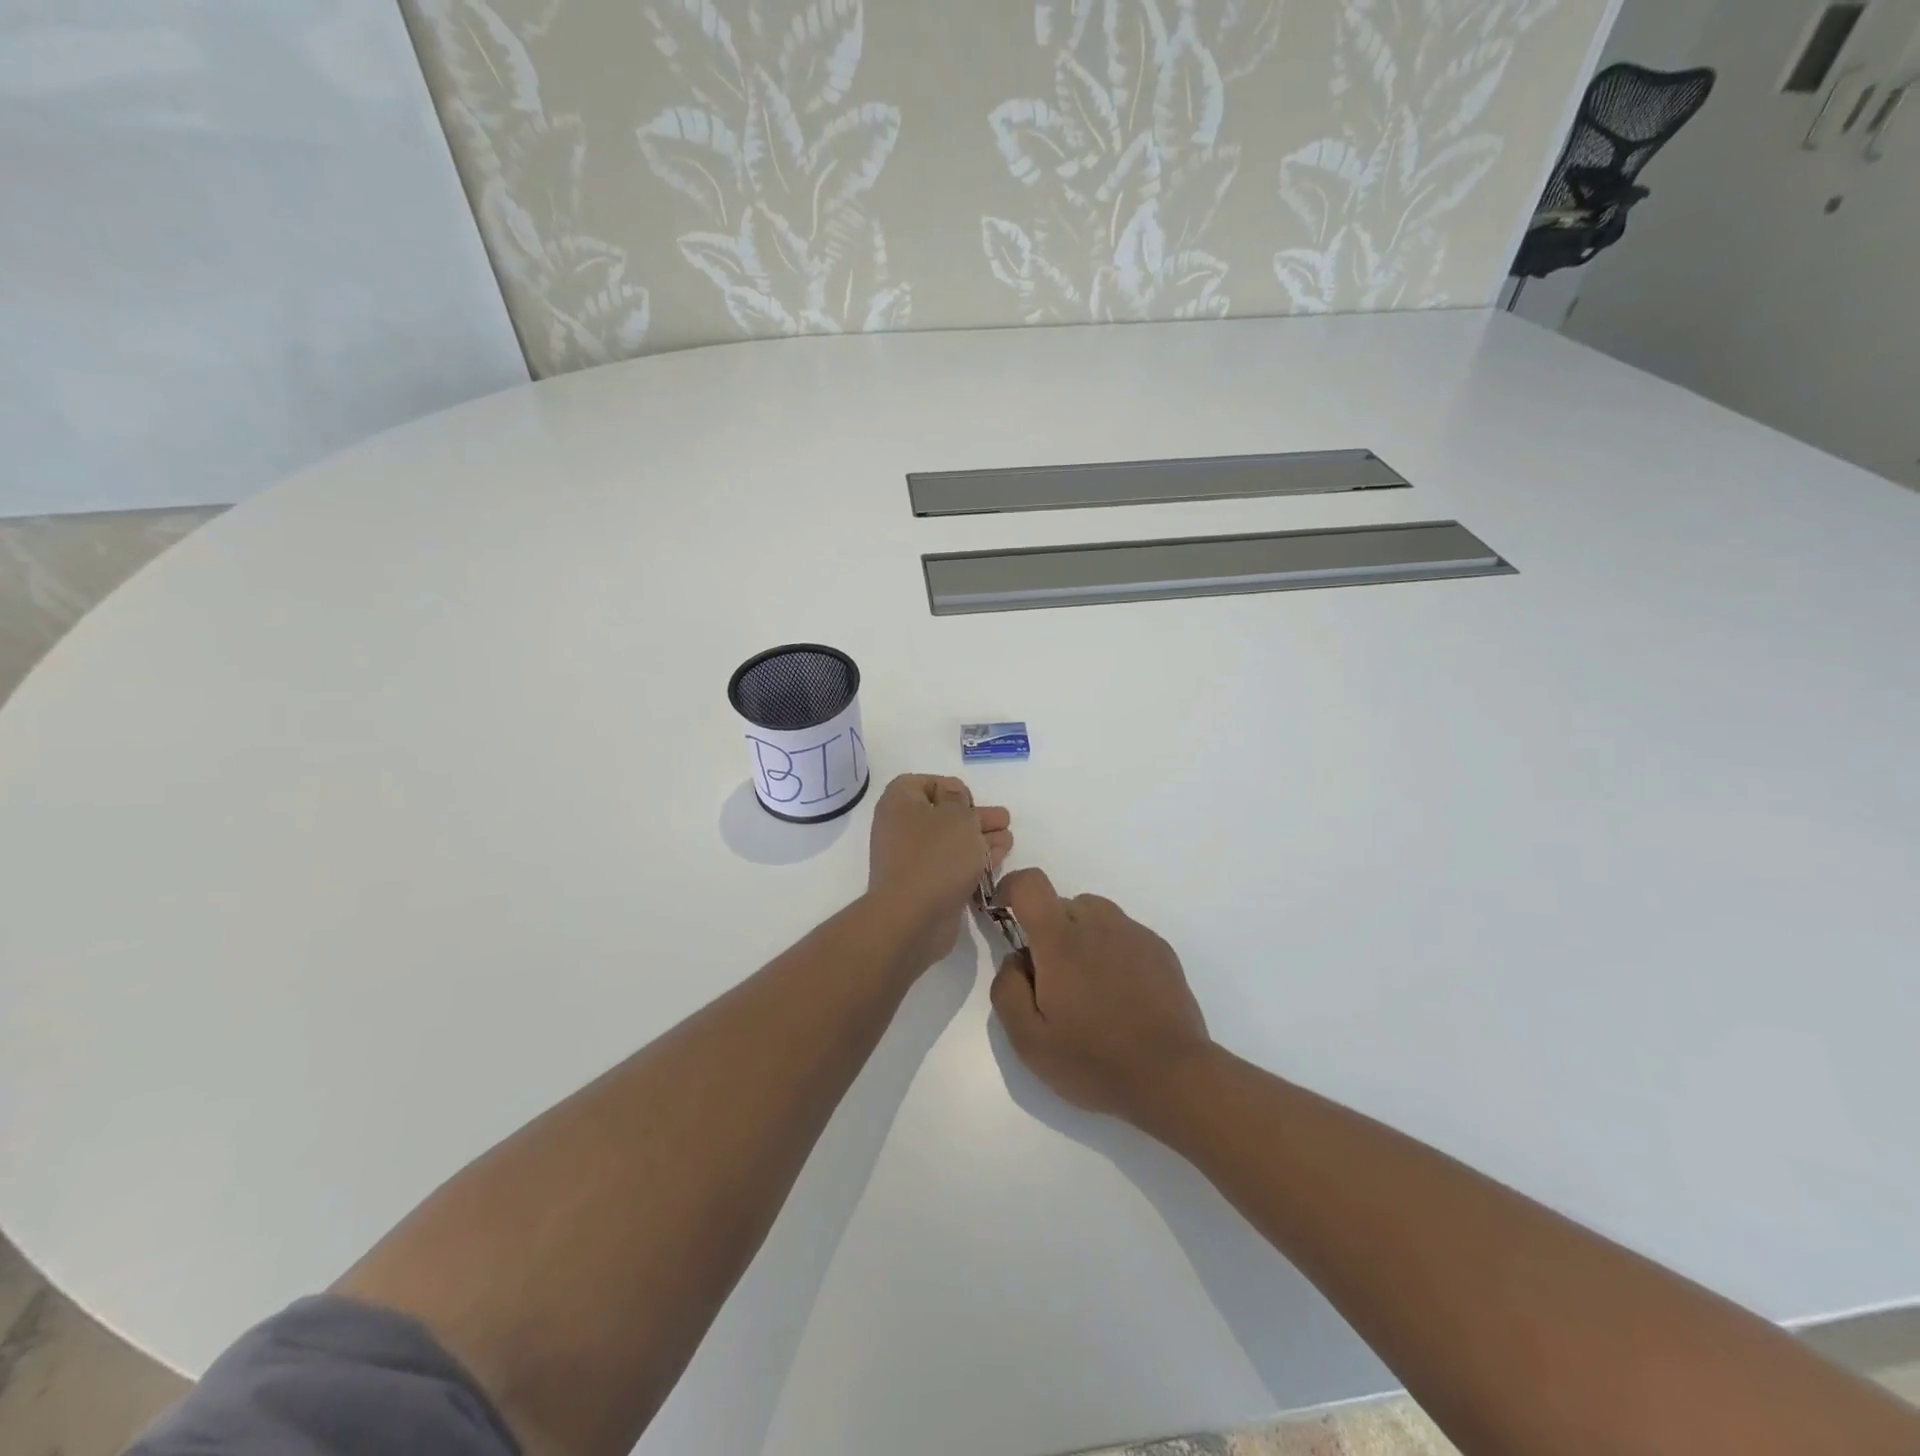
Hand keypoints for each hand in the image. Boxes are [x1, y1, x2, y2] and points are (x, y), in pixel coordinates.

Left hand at [866, 774, 1011, 968]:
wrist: (913, 917)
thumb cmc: (936, 855)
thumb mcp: (957, 815)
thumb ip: (960, 800)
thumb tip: (953, 798)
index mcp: (899, 803)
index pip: (921, 783)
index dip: (949, 787)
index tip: (970, 799)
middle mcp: (900, 829)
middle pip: (942, 814)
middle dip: (975, 816)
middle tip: (1004, 819)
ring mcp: (911, 860)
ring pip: (950, 842)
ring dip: (980, 839)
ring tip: (1009, 840)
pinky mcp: (924, 887)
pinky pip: (951, 866)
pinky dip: (973, 862)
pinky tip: (998, 861)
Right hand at [990, 868, 1212, 1121]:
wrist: (1172, 1077)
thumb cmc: (1094, 1061)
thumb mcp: (1029, 1041)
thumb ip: (1007, 989)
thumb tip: (1016, 959)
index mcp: (1061, 941)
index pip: (1031, 884)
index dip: (1011, 888)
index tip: (1004, 913)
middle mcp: (1098, 923)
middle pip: (1062, 904)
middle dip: (1047, 931)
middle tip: (1052, 981)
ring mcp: (1133, 933)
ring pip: (1094, 915)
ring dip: (1080, 937)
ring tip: (1089, 987)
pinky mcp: (1160, 948)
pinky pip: (1123, 932)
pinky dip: (1111, 949)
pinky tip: (1120, 993)